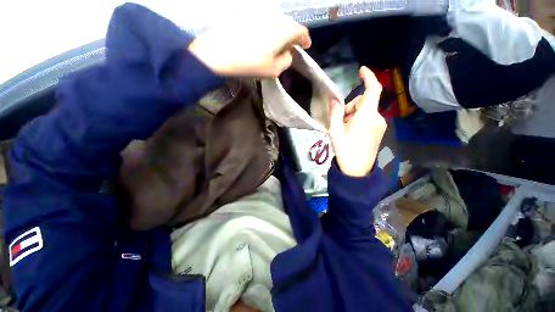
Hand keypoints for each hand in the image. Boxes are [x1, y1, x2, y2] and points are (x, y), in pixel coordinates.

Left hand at [188, 14, 310, 77]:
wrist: (220, 52)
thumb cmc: (251, 64)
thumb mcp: (274, 70)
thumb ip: (286, 61)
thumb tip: (288, 54)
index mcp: (285, 30)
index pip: (301, 32)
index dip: (305, 40)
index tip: (306, 46)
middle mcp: (276, 18)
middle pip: (290, 25)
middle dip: (294, 36)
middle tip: (293, 47)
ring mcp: (261, 15)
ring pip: (278, 23)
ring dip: (282, 34)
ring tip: (280, 45)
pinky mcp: (249, 17)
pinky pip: (266, 23)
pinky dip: (271, 31)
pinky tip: (266, 40)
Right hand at [329, 66, 385, 176]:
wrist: (357, 170)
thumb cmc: (345, 150)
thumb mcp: (335, 131)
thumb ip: (335, 113)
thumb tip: (335, 100)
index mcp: (366, 116)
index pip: (373, 90)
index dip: (368, 77)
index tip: (361, 70)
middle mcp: (377, 117)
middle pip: (365, 101)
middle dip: (351, 106)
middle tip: (341, 121)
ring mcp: (380, 124)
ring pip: (366, 110)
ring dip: (354, 114)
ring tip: (345, 129)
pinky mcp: (379, 130)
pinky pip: (369, 118)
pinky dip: (359, 119)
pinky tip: (353, 132)